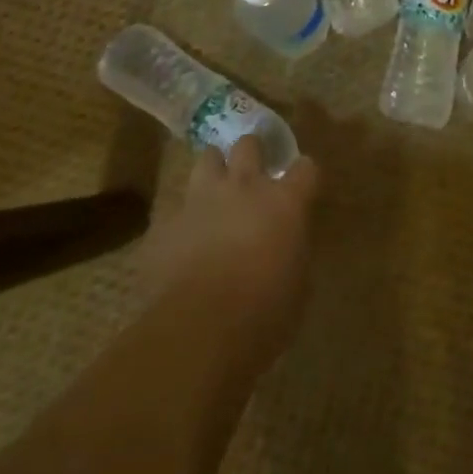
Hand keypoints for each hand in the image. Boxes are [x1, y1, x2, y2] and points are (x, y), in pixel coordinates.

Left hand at [140, 136, 318, 368]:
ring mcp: (201, 198)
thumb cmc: (264, 313)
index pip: (305, 168)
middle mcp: (244, 187)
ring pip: (208, 158)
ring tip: (215, 189)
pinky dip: (182, 217)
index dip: (303, 175)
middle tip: (253, 173)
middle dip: (252, 153)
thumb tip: (286, 247)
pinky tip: (182, 237)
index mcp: (284, 201)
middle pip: (249, 145)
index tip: (302, 186)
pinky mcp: (167, 221)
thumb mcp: (298, 285)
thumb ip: (293, 251)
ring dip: (214, 170)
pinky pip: (175, 207)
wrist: (199, 328)